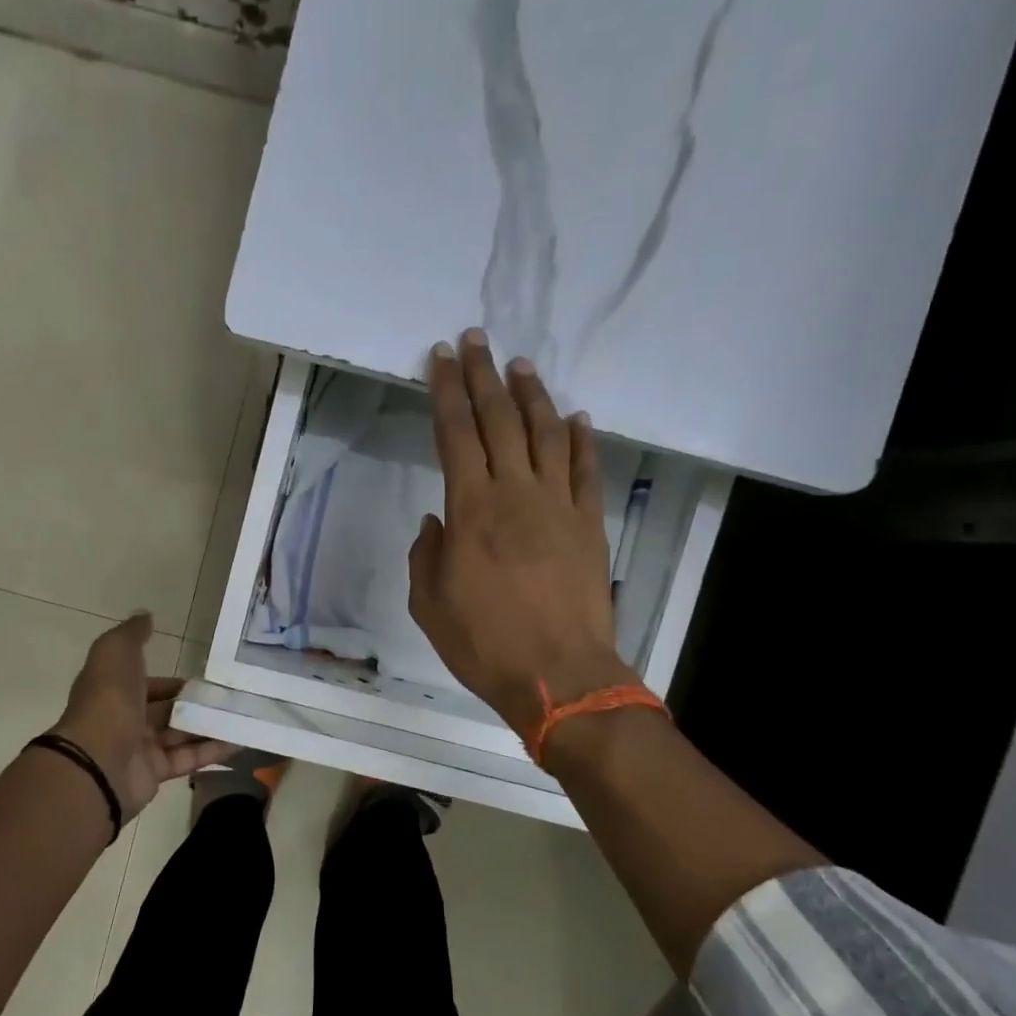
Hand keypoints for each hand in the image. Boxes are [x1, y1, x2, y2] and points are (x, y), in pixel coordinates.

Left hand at [52, 612, 234, 818]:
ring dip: (210, 726)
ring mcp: (141, 749)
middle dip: (195, 705)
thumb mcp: (116, 652)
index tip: (202, 679)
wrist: (97, 761)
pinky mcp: (156, 773)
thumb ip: (132, 634)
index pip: (148, 685)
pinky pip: (189, 759)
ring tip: (244, 715)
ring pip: (181, 734)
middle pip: (167, 711)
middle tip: (230, 697)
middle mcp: (127, 719)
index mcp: (115, 691)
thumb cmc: (108, 700)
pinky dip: (214, 750)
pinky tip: (241, 740)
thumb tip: (145, 615)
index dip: (172, 682)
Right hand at [408, 329, 640, 740]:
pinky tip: (577, 417)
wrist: (560, 675)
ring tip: (521, 366)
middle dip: (484, 376)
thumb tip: (436, 523)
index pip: (455, 434)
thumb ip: (426, 556)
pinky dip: (581, 439)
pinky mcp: (589, 524)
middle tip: (476, 340)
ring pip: (546, 434)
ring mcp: (558, 505)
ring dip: (532, 396)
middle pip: (499, 420)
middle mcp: (516, 493)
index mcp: (471, 509)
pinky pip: (586, 470)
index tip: (440, 357)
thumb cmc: (484, 643)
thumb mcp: (429, 604)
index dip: (446, 391)